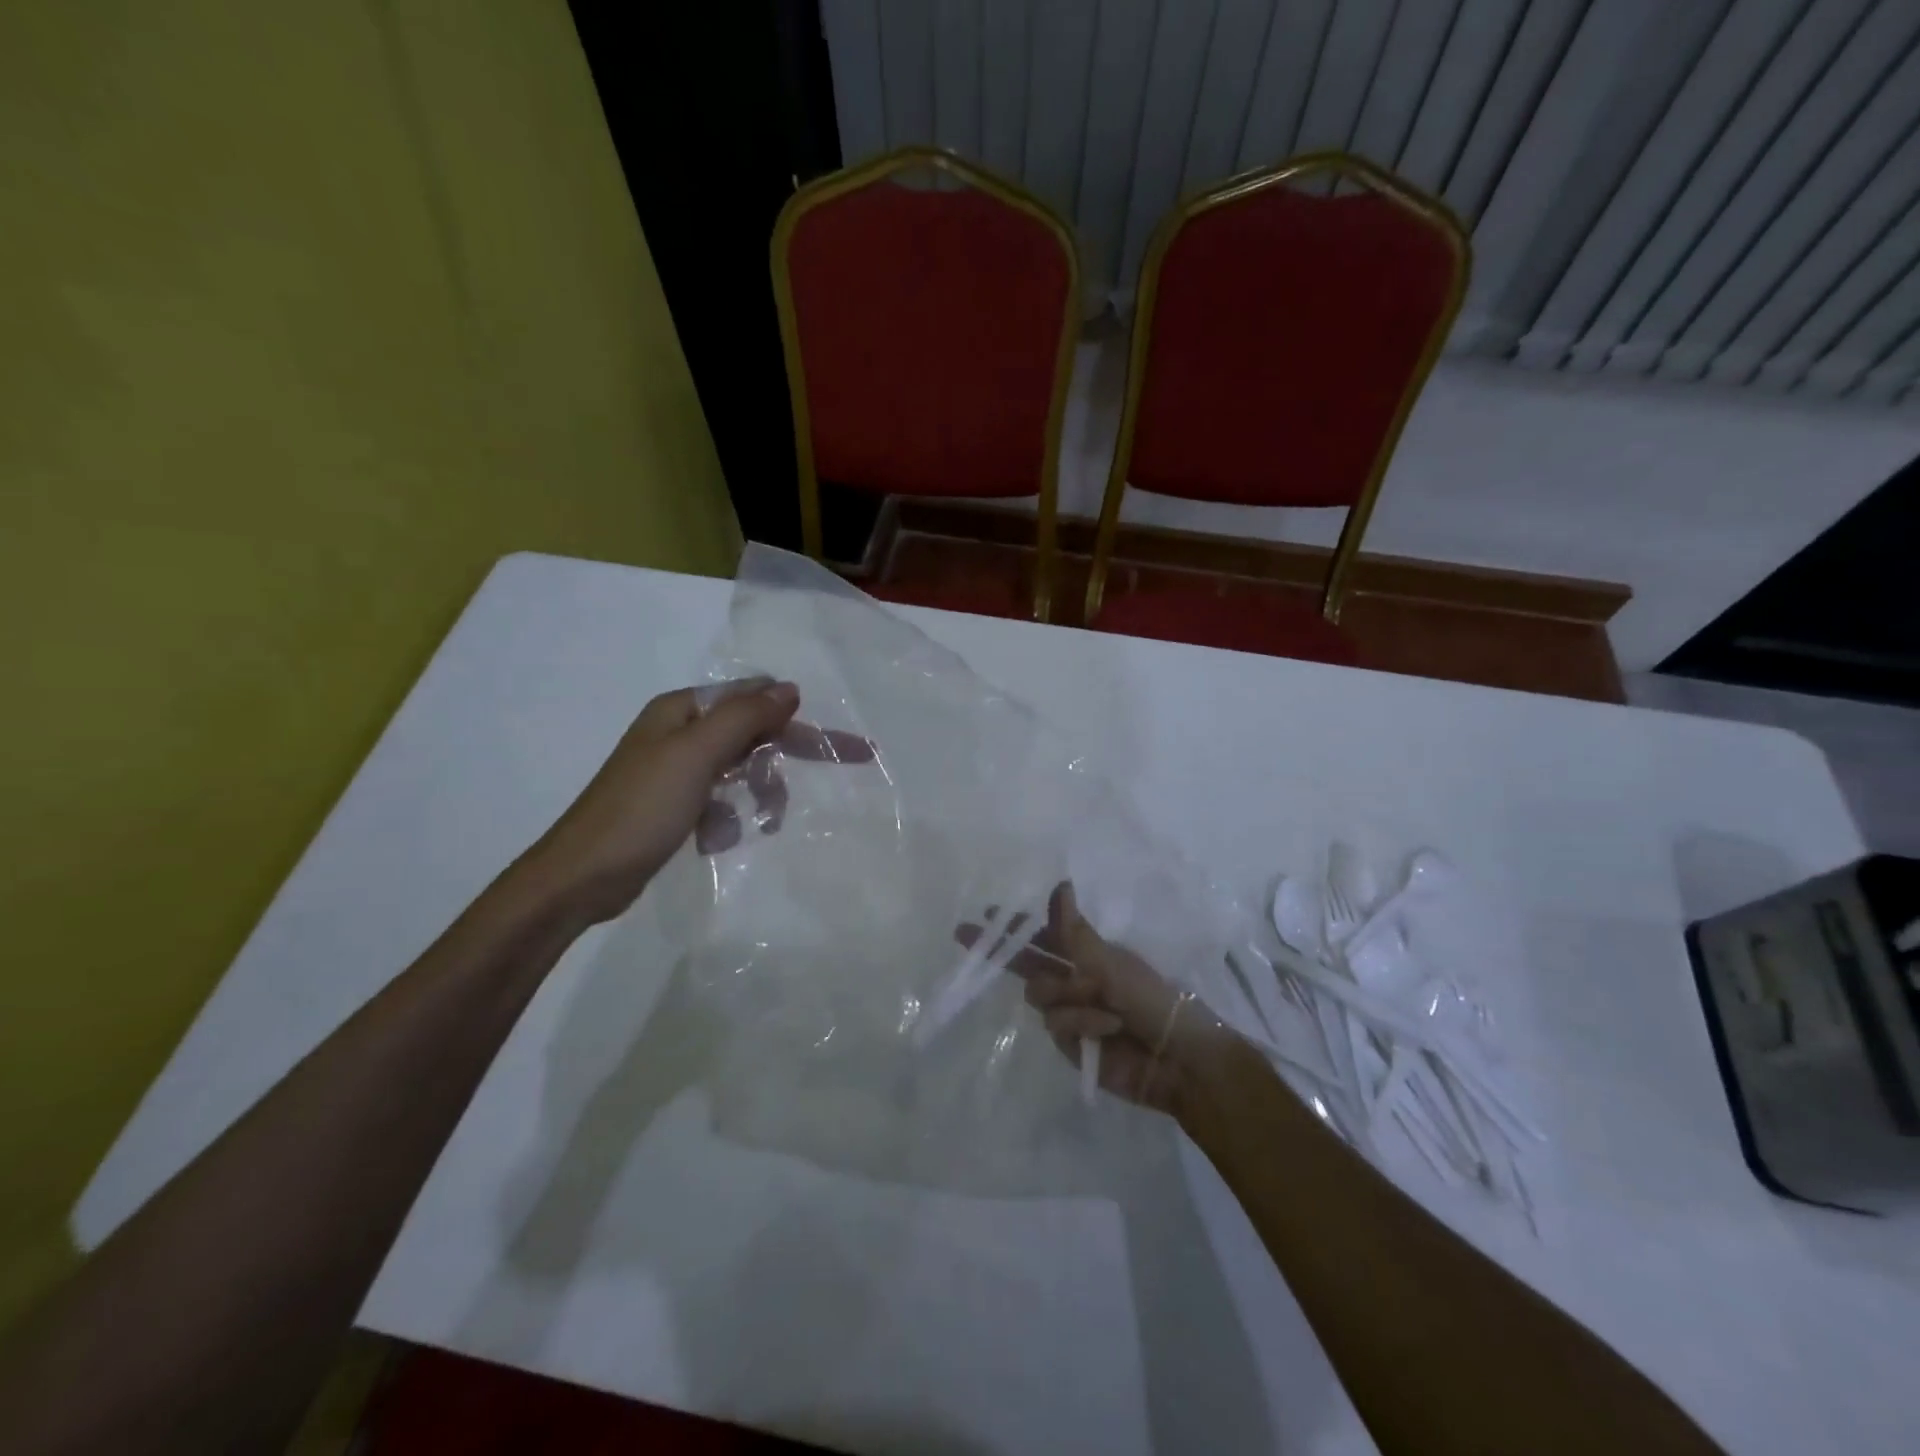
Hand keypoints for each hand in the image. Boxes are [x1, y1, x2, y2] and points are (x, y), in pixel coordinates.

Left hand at [522, 681, 857, 926]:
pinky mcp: (674, 805)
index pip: (756, 700)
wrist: (581, 878)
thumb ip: (744, 717)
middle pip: (751, 734)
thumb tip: (789, 688)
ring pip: (740, 770)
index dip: (799, 720)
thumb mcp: (696, 755)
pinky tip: (720, 838)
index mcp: (682, 710)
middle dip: (781, 762)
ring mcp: (675, 770)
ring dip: (756, 793)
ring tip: (762, 823)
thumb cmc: (640, 810)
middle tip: (824, 783)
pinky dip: (729, 817)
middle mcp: (680, 732)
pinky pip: (721, 800)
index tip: (843, 748)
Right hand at [956, 883, 1226, 1113]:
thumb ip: (1074, 932)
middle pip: (1027, 962)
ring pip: (1038, 992)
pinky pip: (1055, 1023)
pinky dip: (1081, 1023)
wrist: (1177, 1059)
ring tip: (1103, 1007)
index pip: (1045, 934)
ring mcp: (1069, 1012)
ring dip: (1069, 995)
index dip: (1017, 925)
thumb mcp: (1112, 961)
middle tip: (963, 934)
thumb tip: (1059, 884)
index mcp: (1088, 953)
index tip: (987, 915)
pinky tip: (1107, 1030)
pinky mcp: (1068, 1043)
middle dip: (999, 949)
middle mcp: (1074, 979)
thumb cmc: (1152, 999)